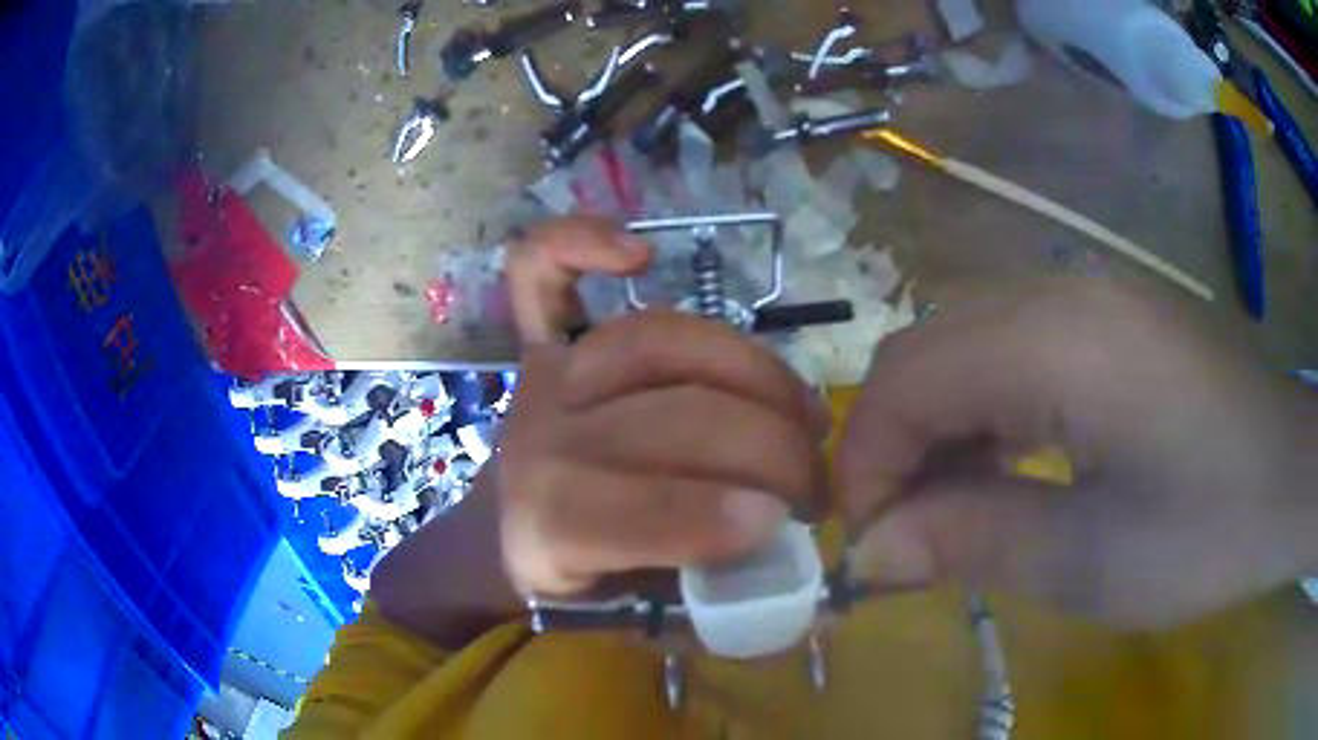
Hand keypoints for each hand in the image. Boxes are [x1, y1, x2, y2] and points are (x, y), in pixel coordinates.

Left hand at [498, 217, 828, 595]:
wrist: (510, 536)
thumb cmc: (585, 581)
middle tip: (816, 485)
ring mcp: (545, 381)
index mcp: (547, 527)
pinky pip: (539, 275)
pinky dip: (576, 243)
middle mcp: (540, 442)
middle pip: (669, 418)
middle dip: (770, 451)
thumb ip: (712, 603)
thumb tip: (793, 573)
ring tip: (802, 411)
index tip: (785, 524)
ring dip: (753, 372)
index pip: (630, 510)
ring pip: (659, 341)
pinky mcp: (543, 346)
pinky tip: (637, 253)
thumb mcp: (641, 620)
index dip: (715, 516)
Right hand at [839, 279, 1317, 628]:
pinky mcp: (1106, 315)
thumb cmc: (1208, 528)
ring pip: (963, 344)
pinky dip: (984, 410)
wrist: (1290, 476)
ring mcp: (1085, 296)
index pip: (906, 380)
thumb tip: (869, 555)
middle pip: (923, 349)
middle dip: (892, 445)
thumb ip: (972, 542)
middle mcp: (1056, 294)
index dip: (866, 465)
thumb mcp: (1090, 561)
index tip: (870, 548)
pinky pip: (1010, 347)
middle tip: (904, 534)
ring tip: (956, 508)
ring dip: (938, 427)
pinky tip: (1011, 465)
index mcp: (1053, 343)